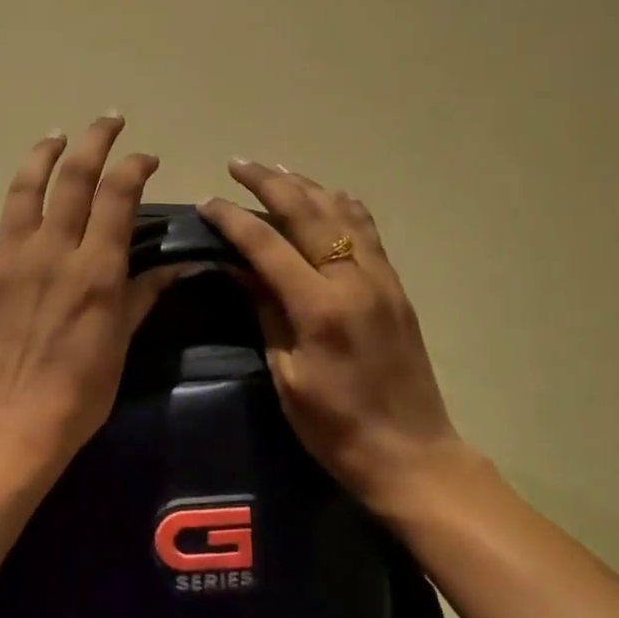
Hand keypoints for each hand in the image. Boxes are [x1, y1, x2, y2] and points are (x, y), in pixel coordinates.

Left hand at [0, 116, 184, 488]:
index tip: (144, 157)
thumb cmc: (78, 392)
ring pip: (21, 189)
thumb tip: (181, 265)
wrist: (10, 426)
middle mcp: (50, 251)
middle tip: (105, 121)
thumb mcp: (121, 343)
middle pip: (73, 177)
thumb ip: (143, 294)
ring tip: (54, 139)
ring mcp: (4, 260)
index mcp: (94, 268)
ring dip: (40, 156)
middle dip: (94, 139)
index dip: (134, 165)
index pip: (118, 194)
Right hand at [199, 161, 472, 517]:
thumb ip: (265, 312)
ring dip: (306, 186)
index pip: (267, 244)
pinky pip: (369, 232)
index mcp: (320, 308)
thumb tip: (240, 269)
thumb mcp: (286, 374)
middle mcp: (354, 281)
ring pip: (341, 213)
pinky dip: (344, 206)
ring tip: (276, 169)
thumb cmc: (335, 427)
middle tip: (238, 164)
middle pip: (307, 213)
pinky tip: (330, 195)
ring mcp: (382, 280)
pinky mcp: (396, 288)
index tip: (206, 203)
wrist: (412, 453)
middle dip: (268, 183)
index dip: (233, 219)